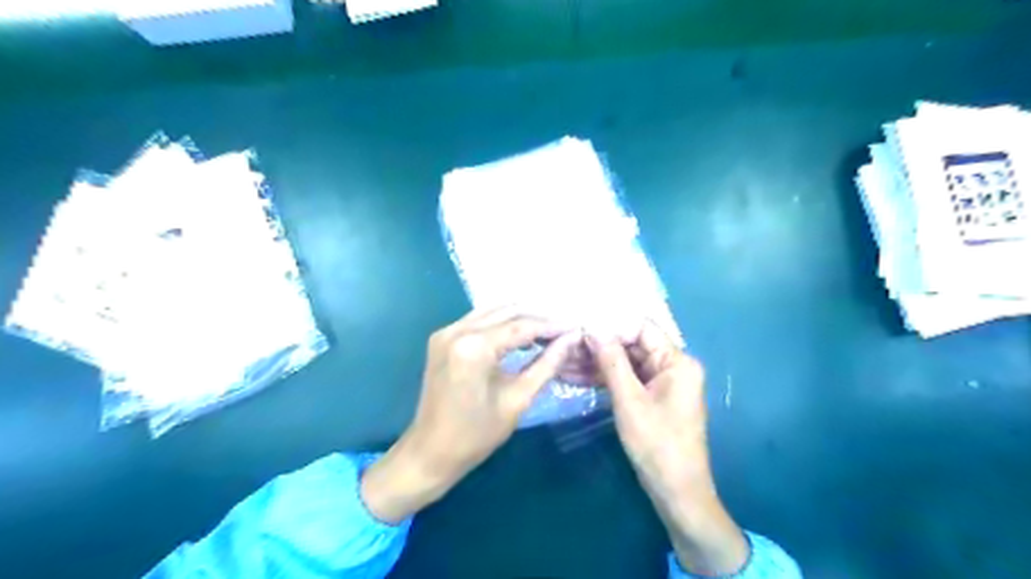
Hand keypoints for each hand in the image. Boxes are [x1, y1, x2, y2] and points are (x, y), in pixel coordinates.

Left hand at [362, 308, 578, 523]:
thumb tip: (572, 338)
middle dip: (538, 319)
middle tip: (564, 332)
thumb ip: (547, 364)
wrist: (430, 452)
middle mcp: (458, 330)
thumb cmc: (476, 435)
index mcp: (474, 347)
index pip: (522, 326)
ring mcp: (447, 331)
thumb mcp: (518, 400)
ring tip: (547, 333)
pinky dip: (502, 324)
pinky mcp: (442, 337)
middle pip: (508, 312)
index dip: (552, 327)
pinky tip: (520, 336)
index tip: (576, 330)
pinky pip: (479, 320)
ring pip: (493, 311)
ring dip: (521, 318)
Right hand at [588, 323, 750, 576]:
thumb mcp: (629, 400)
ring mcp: (663, 383)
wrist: (677, 492)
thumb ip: (611, 361)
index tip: (580, 331)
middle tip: (566, 348)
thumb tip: (592, 328)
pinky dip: (605, 380)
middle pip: (632, 346)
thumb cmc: (656, 444)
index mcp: (677, 361)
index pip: (641, 329)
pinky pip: (628, 380)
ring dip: (597, 364)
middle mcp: (673, 366)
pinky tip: (576, 378)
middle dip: (599, 347)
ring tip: (564, 363)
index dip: (611, 328)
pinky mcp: (653, 398)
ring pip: (626, 363)